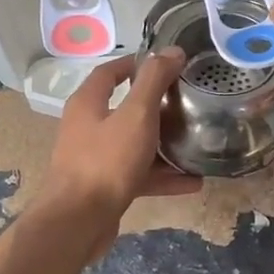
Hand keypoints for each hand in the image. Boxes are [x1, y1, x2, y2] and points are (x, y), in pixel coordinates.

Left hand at [38, 52, 201, 225]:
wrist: (77, 223)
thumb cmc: (106, 161)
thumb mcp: (136, 115)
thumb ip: (154, 81)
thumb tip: (172, 50)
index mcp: (88, 103)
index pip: (110, 72)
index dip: (136, 64)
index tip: (167, 64)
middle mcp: (87, 127)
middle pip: (124, 108)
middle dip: (157, 105)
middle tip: (187, 102)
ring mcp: (95, 159)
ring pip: (134, 143)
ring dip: (164, 144)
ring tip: (195, 142)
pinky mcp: (105, 187)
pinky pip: (139, 174)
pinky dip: (163, 176)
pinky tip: (193, 181)